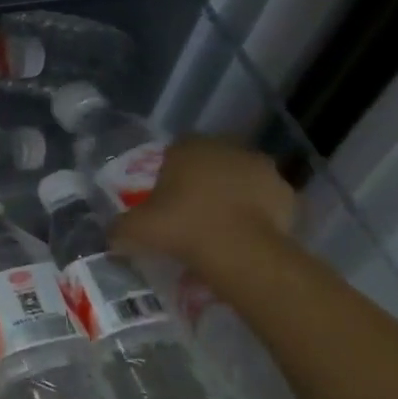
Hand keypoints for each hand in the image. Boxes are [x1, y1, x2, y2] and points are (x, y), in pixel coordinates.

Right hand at [108, 137, 296, 265]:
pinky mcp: (287, 193)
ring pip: (240, 177)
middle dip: (203, 179)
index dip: (170, 171)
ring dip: (233, 193)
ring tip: (221, 224)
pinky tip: (246, 234)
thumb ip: (120, 228)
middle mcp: (226, 148)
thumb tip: (110, 234)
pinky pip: (266, 200)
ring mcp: (261, 168)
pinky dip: (258, 212)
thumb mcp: (137, 229)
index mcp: (189, 147)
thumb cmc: (183, 227)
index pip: (176, 149)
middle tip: (192, 210)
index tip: (166, 196)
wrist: (242, 251)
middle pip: (211, 160)